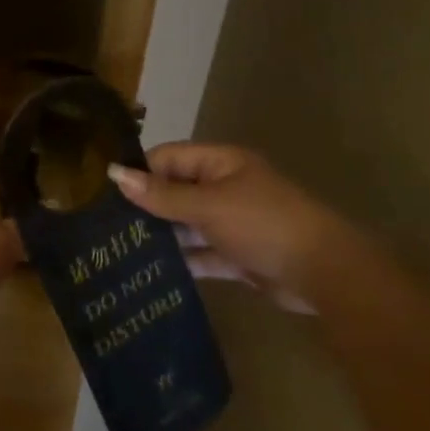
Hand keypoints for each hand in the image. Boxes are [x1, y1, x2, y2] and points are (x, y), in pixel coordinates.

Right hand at [108, 144, 348, 312]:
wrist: (324, 273)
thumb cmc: (263, 224)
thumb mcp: (208, 206)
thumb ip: (161, 195)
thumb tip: (114, 174)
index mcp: (220, 163)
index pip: (168, 158)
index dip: (139, 172)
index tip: (105, 193)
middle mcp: (225, 188)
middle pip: (175, 191)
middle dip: (146, 207)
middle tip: (106, 226)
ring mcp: (232, 222)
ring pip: (187, 224)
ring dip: (161, 236)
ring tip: (120, 250)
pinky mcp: (238, 255)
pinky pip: (201, 253)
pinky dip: (182, 261)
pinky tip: (151, 272)